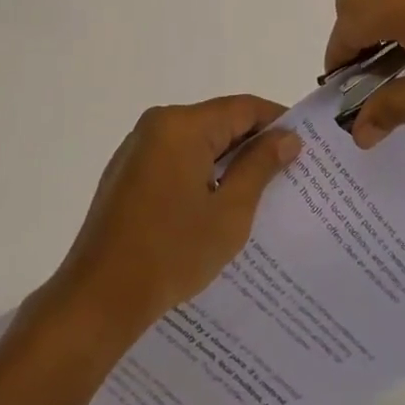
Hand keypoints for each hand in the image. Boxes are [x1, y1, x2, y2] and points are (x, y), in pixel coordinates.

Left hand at [46, 95, 301, 339]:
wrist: (99, 296)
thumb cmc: (171, 252)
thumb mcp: (229, 212)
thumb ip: (260, 167)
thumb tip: (287, 137)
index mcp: (182, 125)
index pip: (242, 108)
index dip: (277, 121)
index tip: (306, 143)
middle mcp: (157, 124)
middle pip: (218, 121)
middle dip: (253, 144)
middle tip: (289, 172)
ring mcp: (138, 148)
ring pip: (196, 141)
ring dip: (226, 161)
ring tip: (260, 191)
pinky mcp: (127, 172)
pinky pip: (175, 158)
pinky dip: (200, 172)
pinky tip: (216, 204)